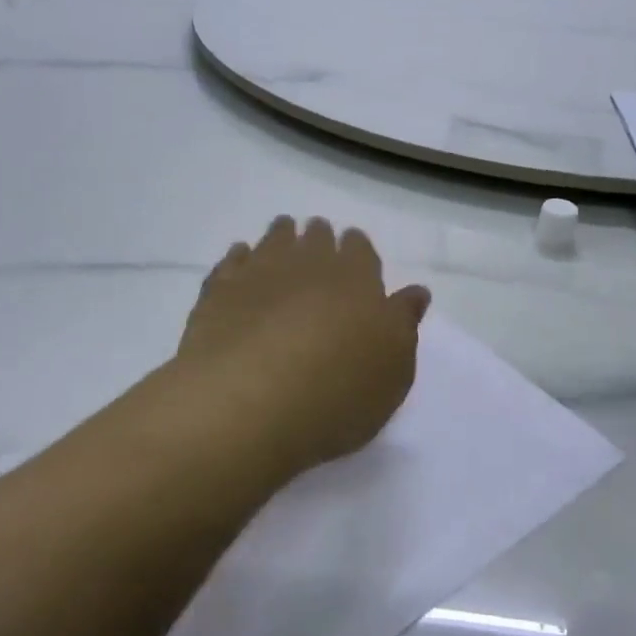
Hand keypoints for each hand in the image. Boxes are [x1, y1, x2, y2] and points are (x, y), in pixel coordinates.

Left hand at [175, 216, 430, 478]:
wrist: (251, 400)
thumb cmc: (339, 391)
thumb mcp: (394, 368)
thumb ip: (404, 323)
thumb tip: (416, 292)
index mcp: (357, 278)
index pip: (360, 249)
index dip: (357, 248)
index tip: (353, 249)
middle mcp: (309, 263)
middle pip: (316, 237)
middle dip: (319, 237)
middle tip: (317, 238)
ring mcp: (260, 273)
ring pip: (274, 239)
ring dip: (281, 235)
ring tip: (283, 234)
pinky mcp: (219, 292)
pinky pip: (232, 262)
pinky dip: (240, 257)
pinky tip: (240, 259)